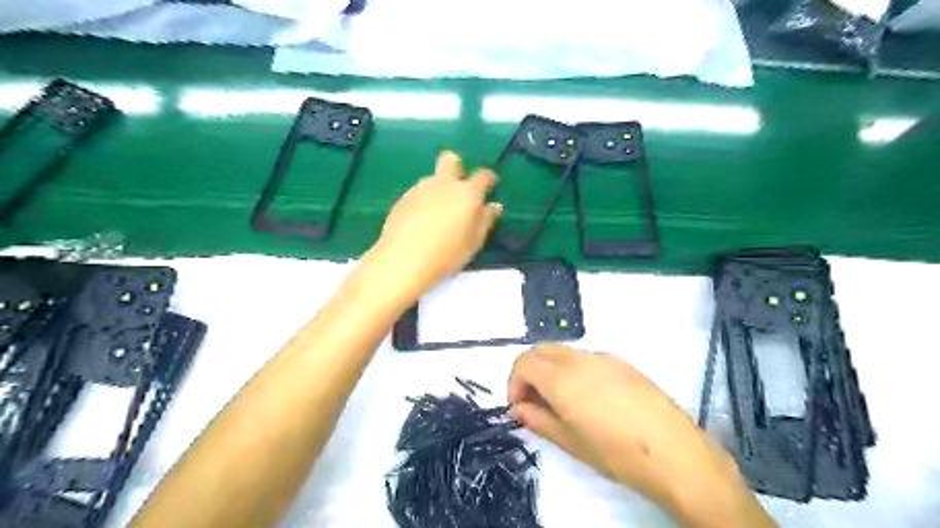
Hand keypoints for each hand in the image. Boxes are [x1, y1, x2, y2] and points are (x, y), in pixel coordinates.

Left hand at [362, 151, 502, 302]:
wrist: (404, 260)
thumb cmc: (447, 254)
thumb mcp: (474, 242)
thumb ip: (485, 220)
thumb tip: (493, 206)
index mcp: (467, 193)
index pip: (483, 176)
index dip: (488, 179)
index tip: (489, 186)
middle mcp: (444, 184)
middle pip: (450, 160)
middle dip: (456, 167)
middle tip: (458, 188)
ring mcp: (420, 189)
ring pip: (432, 179)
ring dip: (438, 189)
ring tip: (437, 214)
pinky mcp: (402, 199)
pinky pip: (418, 194)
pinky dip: (423, 202)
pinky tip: (420, 222)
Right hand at [511, 346, 775, 526]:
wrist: (675, 453)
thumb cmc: (616, 453)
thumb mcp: (570, 442)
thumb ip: (538, 419)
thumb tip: (519, 408)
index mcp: (562, 378)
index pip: (524, 362)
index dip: (514, 382)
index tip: (520, 406)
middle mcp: (580, 358)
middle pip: (541, 351)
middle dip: (530, 373)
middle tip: (535, 402)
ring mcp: (603, 357)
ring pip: (564, 352)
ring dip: (552, 370)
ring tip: (562, 402)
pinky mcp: (622, 362)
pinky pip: (586, 357)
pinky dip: (574, 370)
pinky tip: (590, 398)